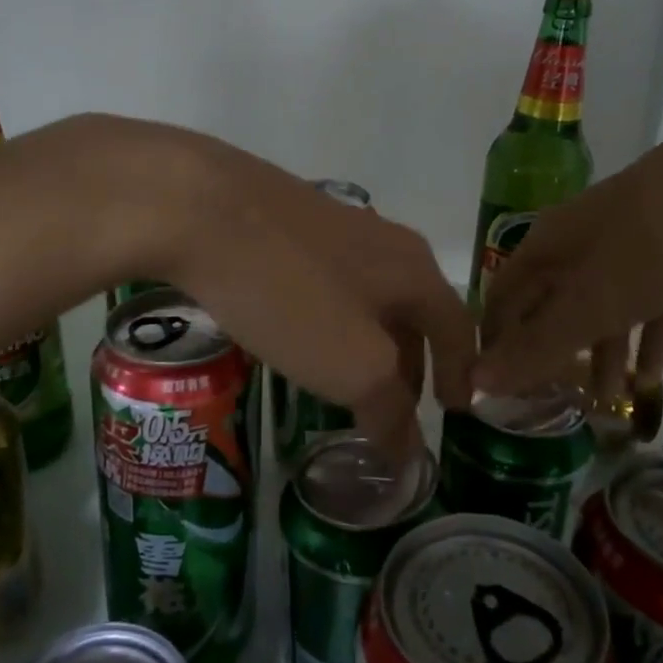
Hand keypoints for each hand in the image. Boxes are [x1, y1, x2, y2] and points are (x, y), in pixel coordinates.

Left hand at [92, 119, 475, 450]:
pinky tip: (298, 335)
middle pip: (412, 312)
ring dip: (368, 343)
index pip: (457, 328)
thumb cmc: (291, 293)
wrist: (201, 208)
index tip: (457, 411)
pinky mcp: (287, 224)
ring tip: (346, 380)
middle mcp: (384, 242)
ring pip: (367, 297)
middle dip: (409, 364)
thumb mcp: (353, 365)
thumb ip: (389, 410)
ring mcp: (333, 227)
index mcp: (414, 271)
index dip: (461, 373)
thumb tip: (410, 454)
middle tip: (393, 408)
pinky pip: (326, 284)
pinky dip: (330, 321)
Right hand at [473, 99, 662, 397]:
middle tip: (553, 407)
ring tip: (607, 404)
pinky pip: (650, 302)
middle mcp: (579, 245)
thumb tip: (477, 380)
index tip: (498, 391)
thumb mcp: (594, 301)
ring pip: (602, 308)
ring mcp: (628, 246)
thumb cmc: (656, 241)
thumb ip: (539, 343)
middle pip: (552, 305)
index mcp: (547, 247)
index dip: (496, 343)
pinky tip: (653, 373)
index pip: (503, 298)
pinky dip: (647, 335)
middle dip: (552, 354)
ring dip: (601, 353)